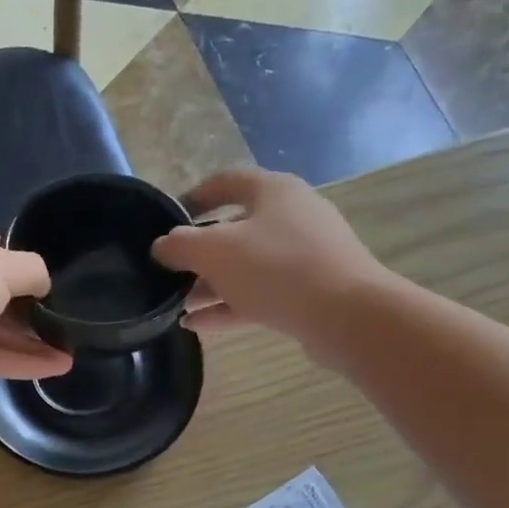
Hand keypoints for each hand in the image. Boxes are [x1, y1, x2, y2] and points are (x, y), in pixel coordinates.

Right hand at [151, 169, 387, 356]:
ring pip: (245, 266)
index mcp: (272, 191)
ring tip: (176, 305)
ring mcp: (303, 256)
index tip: (166, 221)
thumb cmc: (276, 268)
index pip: (225, 182)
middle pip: (234, 228)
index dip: (192, 197)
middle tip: (168, 273)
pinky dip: (228, 306)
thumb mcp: (215, 251)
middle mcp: (291, 216)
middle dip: (197, 253)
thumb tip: (161, 246)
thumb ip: (180, 245)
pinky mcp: (308, 291)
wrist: (347, 315)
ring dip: (209, 284)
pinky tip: (196, 325)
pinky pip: (258, 294)